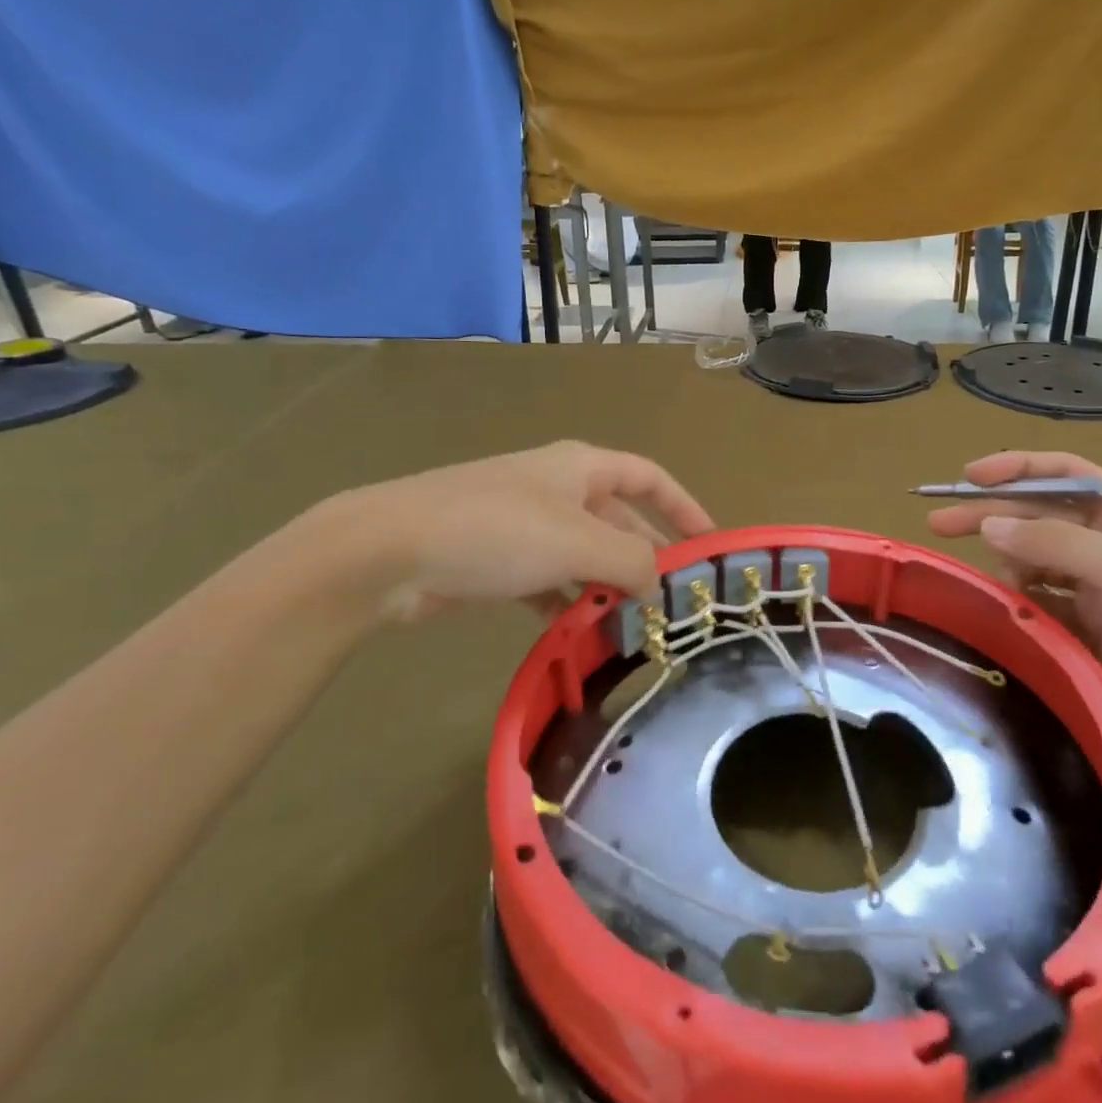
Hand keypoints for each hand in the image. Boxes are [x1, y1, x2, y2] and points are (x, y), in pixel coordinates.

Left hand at [309, 441, 715, 624]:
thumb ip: (631, 562)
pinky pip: (548, 582)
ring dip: (607, 588)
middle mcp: (558, 490)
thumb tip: (660, 583)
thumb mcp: (578, 542)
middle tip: (675, 604)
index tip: (711, 544)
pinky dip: (567, 604)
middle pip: (619, 522)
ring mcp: (525, 525)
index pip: (650, 478)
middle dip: (646, 559)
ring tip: (635, 628)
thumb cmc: (498, 529)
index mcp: (582, 468)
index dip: (684, 507)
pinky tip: (578, 634)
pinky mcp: (497, 561)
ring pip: (584, 556)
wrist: (391, 551)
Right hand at [927, 451, 1101, 773]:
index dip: (1015, 468)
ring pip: (1032, 558)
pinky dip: (1017, 599)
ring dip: (1007, 563)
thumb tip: (988, 525)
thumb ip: (1051, 541)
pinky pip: (1037, 599)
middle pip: (1038, 514)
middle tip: (938, 524)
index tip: (968, 477)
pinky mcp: (1084, 625)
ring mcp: (1095, 585)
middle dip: (991, 515)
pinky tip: (1005, 609)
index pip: (1063, 473)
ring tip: (996, 585)